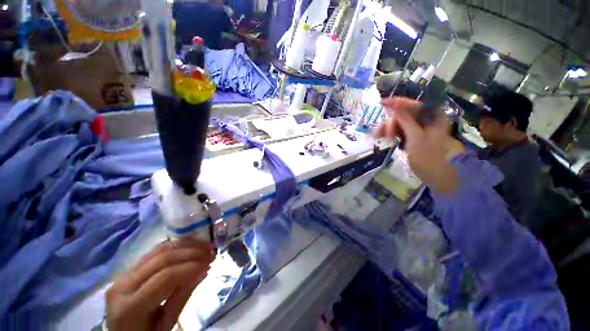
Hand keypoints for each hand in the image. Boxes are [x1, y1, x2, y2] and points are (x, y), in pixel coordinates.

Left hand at [106, 237, 214, 330]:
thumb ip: (183, 296)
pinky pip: (154, 251)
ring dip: (185, 244)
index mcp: (130, 308)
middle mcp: (122, 286)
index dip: (191, 267)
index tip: (210, 262)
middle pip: (162, 259)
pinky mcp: (128, 269)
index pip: (165, 278)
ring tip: (204, 245)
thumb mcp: (166, 325)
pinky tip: (190, 246)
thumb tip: (204, 270)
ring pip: (158, 250)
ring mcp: (123, 274)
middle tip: (211, 251)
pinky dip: (175, 245)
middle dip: (191, 252)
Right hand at [374, 97, 458, 192]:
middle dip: (390, 121)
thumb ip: (404, 120)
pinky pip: (398, 131)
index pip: (413, 104)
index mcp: (433, 116)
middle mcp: (426, 119)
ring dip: (387, 128)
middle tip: (382, 132)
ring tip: (377, 136)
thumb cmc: (428, 156)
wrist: (435, 175)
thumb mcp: (415, 137)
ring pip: (399, 123)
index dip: (397, 102)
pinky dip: (389, 133)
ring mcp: (418, 128)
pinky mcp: (411, 136)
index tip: (381, 103)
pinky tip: (381, 136)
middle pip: (404, 114)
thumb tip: (392, 107)